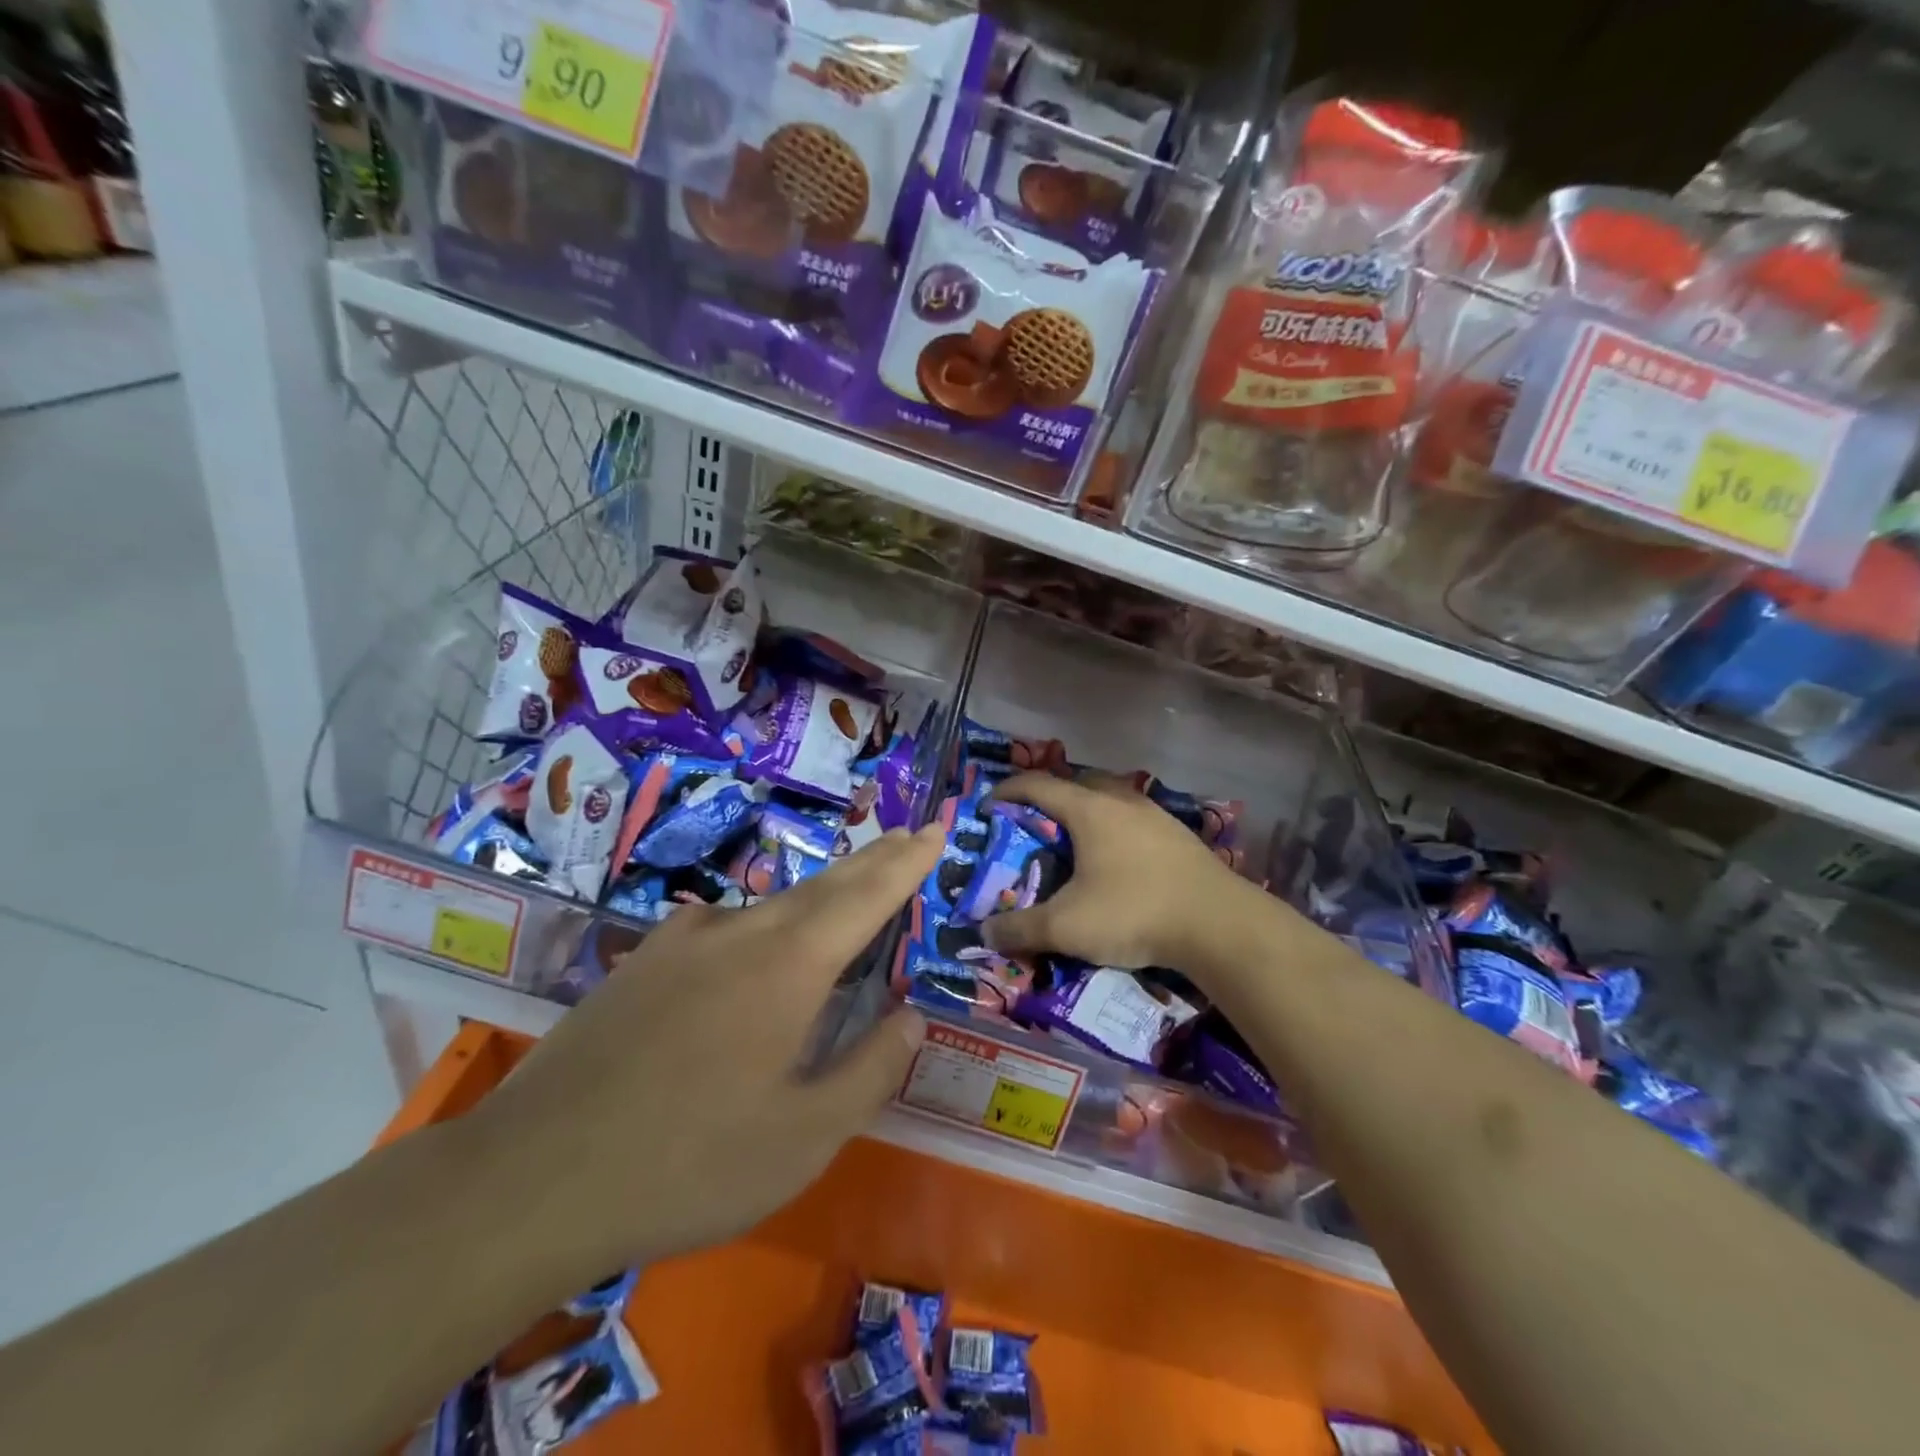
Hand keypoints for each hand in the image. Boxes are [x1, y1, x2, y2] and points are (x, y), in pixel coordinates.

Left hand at [472, 825, 943, 1279]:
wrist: (529, 1179)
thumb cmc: (687, 1164)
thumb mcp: (803, 1138)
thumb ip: (869, 1070)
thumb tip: (912, 1018)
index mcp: (789, 967)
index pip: (866, 897)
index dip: (906, 863)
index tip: (934, 830)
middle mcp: (739, 933)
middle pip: (822, 886)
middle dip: (871, 862)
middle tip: (906, 839)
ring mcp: (682, 942)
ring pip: (769, 908)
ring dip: (817, 899)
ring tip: (844, 900)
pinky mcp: (639, 963)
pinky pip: (719, 931)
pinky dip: (759, 930)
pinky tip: (750, 953)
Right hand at [981, 772, 1276, 975]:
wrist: (1220, 925)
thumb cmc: (1133, 912)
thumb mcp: (1066, 927)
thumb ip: (1020, 929)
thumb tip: (983, 933)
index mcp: (1089, 809)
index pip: (1038, 785)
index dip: (1008, 790)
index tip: (988, 804)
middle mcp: (1122, 801)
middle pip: (1077, 784)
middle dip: (1050, 798)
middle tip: (1033, 824)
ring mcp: (1156, 816)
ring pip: (1111, 800)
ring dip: (1087, 813)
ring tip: (1074, 843)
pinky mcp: (1179, 836)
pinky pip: (1134, 821)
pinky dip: (1115, 831)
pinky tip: (1117, 862)